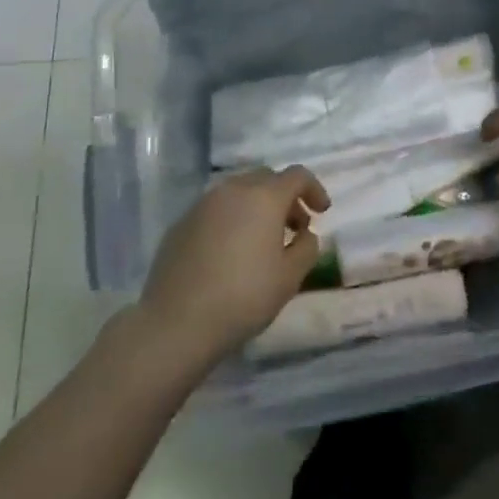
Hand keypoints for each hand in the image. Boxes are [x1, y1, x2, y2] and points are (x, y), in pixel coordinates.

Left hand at [141, 167, 326, 362]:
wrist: (175, 323)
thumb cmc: (243, 297)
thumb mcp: (290, 277)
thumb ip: (306, 247)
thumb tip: (304, 234)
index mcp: (264, 197)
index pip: (297, 176)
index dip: (314, 190)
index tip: (322, 213)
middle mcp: (233, 190)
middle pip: (267, 179)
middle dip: (285, 197)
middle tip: (293, 227)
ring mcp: (203, 205)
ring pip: (238, 192)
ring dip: (257, 207)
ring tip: (261, 241)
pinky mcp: (181, 223)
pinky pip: (215, 210)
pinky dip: (231, 219)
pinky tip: (230, 252)